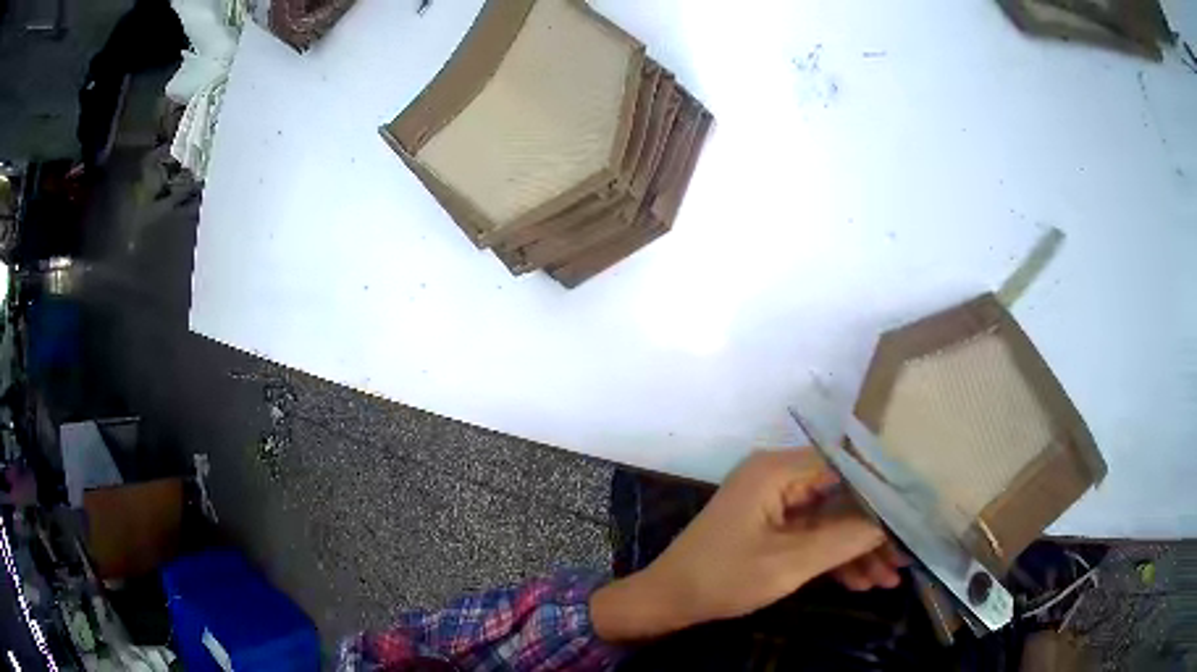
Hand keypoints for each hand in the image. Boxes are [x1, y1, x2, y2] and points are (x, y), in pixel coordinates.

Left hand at [591, 449, 905, 641]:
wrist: (668, 601)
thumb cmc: (722, 579)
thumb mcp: (788, 564)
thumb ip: (843, 539)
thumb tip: (890, 523)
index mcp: (776, 471)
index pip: (845, 467)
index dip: (882, 490)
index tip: (912, 515)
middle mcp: (778, 477)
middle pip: (842, 496)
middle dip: (873, 531)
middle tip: (903, 558)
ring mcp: (775, 503)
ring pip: (831, 520)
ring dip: (858, 550)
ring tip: (889, 579)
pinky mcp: (772, 526)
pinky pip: (813, 535)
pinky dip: (834, 557)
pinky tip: (860, 582)